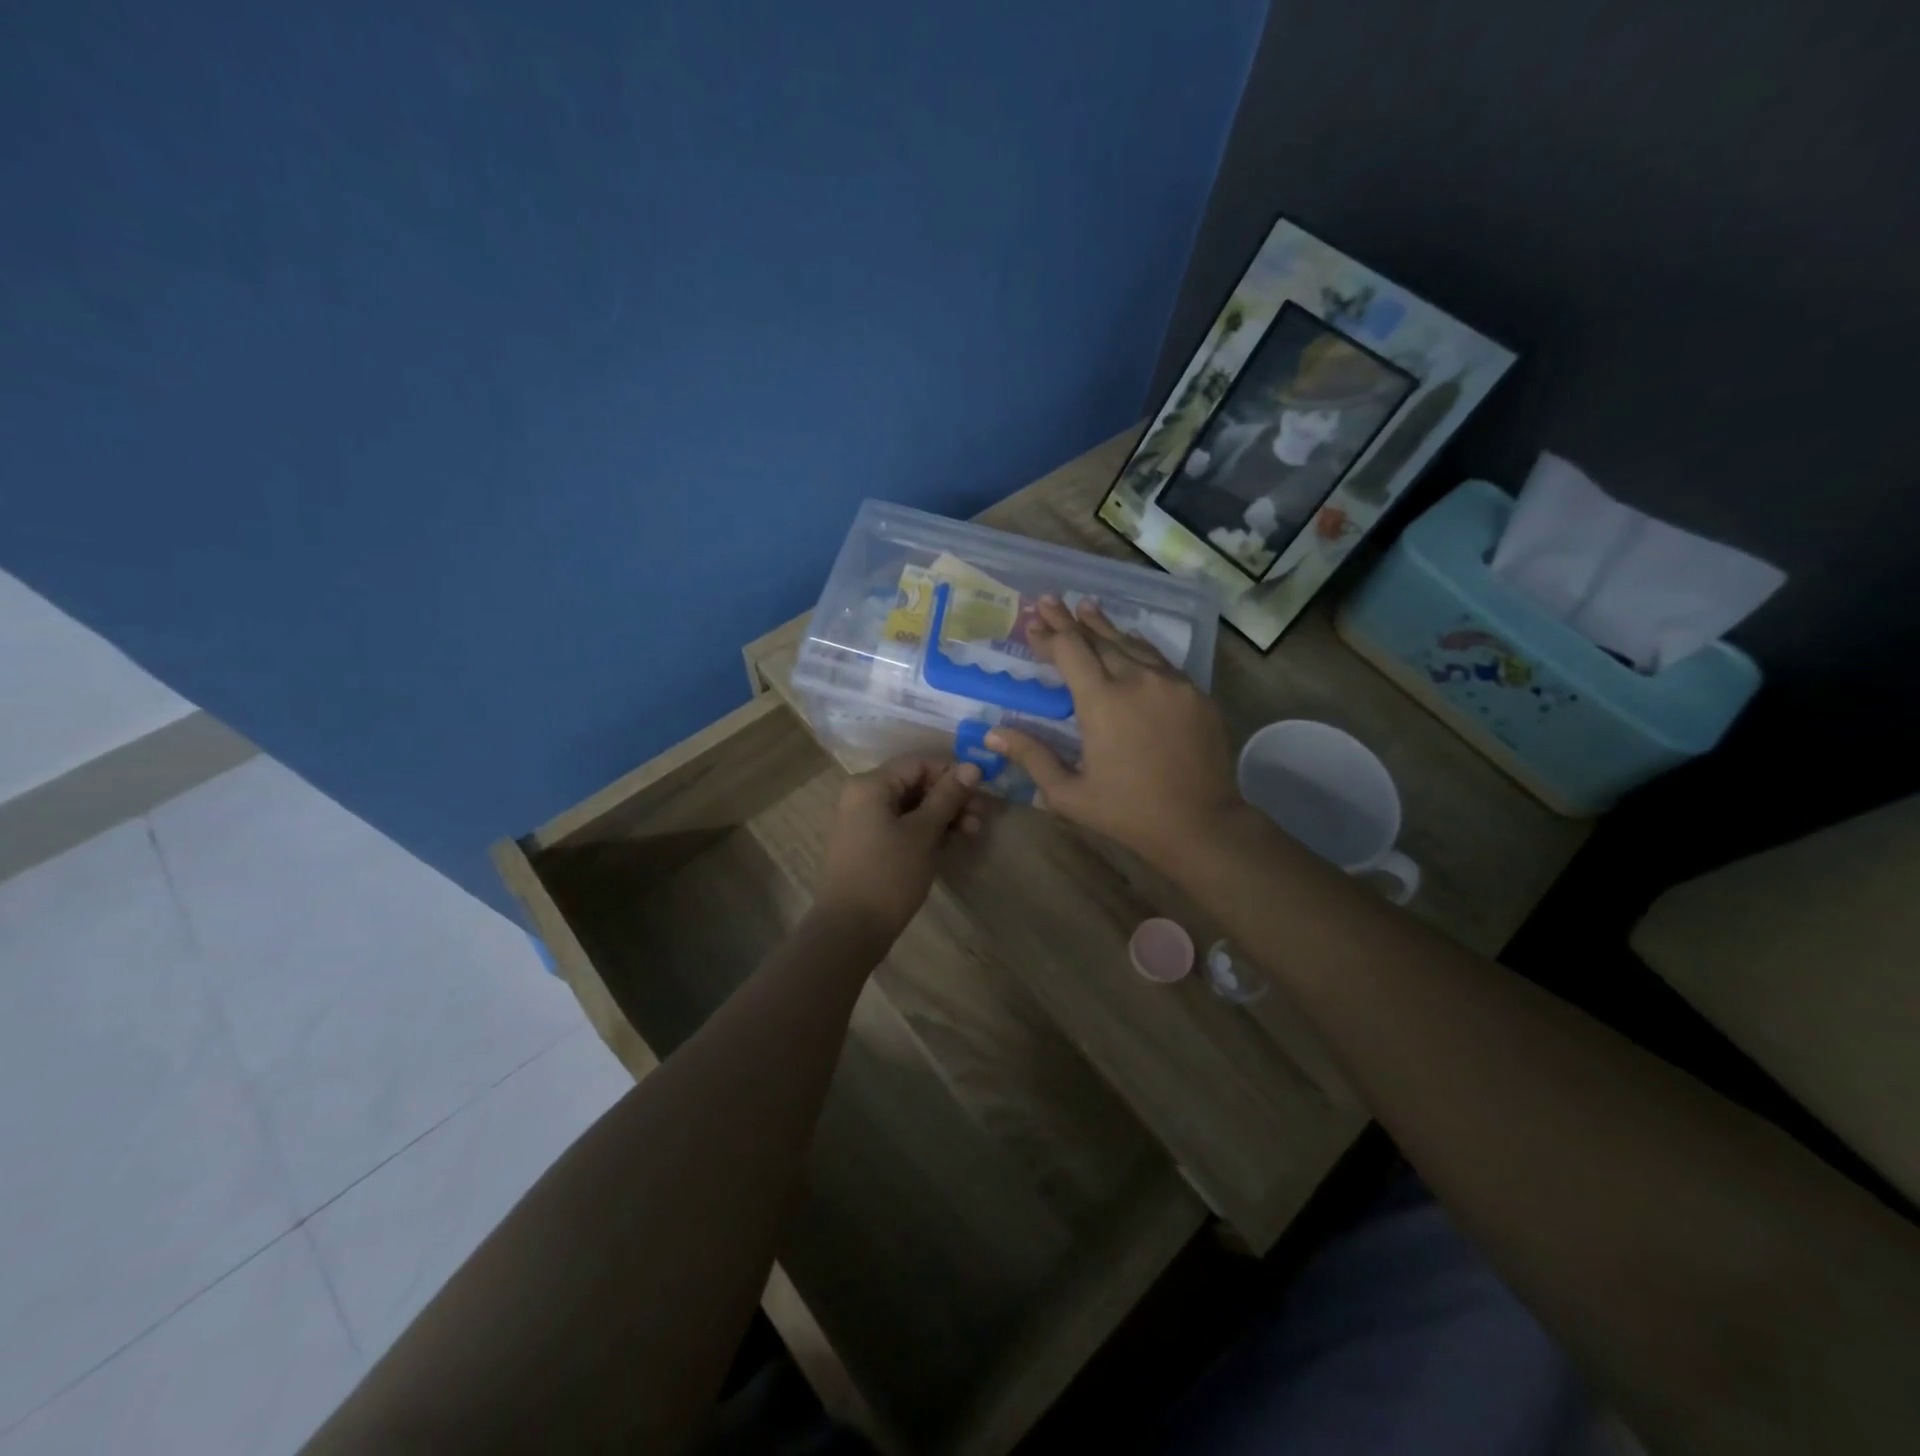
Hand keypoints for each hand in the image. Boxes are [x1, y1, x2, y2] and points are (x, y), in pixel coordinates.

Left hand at [816, 756, 984, 942]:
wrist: (850, 929)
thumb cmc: (888, 875)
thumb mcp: (923, 833)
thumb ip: (948, 796)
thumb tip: (973, 766)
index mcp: (871, 785)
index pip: (919, 763)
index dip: (952, 773)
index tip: (981, 792)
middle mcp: (863, 796)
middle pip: (916, 784)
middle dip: (951, 798)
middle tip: (981, 818)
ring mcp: (865, 822)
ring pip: (912, 807)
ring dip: (944, 816)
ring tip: (972, 833)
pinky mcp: (870, 845)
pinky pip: (903, 826)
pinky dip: (927, 831)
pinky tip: (952, 843)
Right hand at [986, 598, 1242, 867]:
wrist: (1202, 824)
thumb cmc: (1128, 812)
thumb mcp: (1069, 794)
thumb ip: (1032, 757)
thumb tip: (992, 734)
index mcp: (1101, 701)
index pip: (1069, 651)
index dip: (1049, 634)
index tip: (1032, 621)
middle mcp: (1136, 680)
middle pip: (1098, 639)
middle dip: (1070, 620)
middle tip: (1050, 600)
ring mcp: (1171, 683)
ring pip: (1131, 643)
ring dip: (1104, 626)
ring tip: (1087, 608)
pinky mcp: (1195, 693)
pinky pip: (1160, 660)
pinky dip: (1137, 646)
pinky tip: (1130, 641)